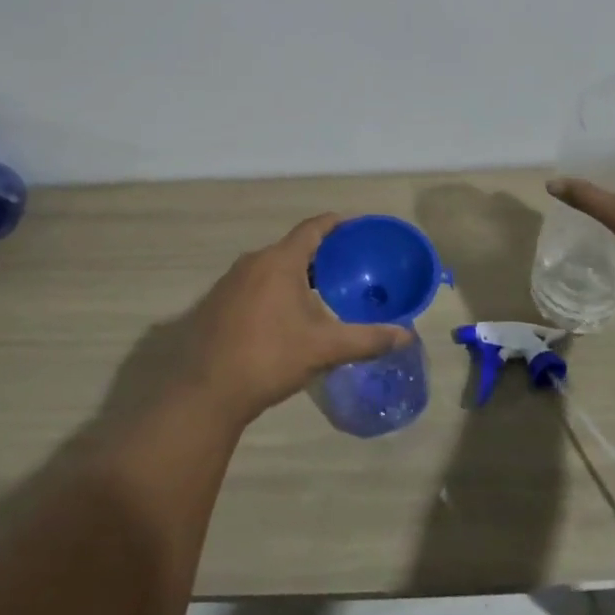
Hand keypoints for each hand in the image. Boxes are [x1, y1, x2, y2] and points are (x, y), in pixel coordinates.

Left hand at [183, 214, 412, 426]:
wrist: (208, 391)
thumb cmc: (270, 358)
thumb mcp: (325, 348)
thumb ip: (367, 339)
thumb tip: (406, 335)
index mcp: (280, 261)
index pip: (313, 228)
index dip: (336, 224)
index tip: (356, 228)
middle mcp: (252, 261)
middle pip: (292, 247)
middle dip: (319, 254)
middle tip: (346, 268)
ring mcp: (230, 281)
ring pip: (270, 267)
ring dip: (294, 274)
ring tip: (320, 292)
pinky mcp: (216, 302)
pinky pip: (253, 284)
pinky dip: (273, 289)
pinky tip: (284, 316)